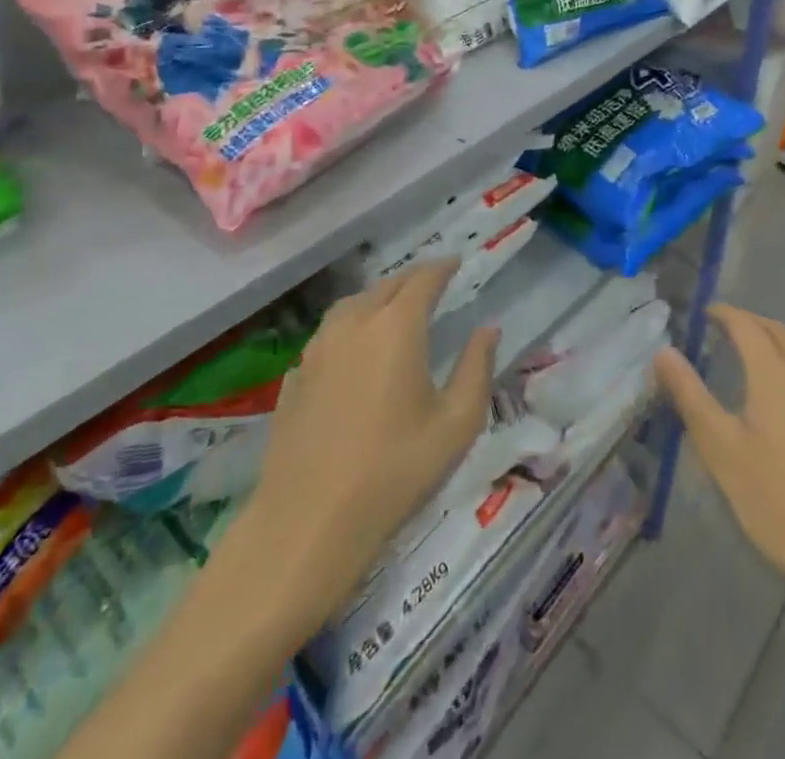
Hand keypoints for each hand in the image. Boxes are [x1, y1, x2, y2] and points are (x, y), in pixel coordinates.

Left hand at [226, 260, 497, 637]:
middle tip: (431, 283)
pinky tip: (354, 350)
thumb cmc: (394, 471)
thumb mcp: (456, 424)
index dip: (442, 267)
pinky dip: (349, 328)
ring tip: (394, 309)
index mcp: (396, 326)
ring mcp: (317, 347)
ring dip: (378, 298)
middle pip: (386, 286)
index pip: (423, 279)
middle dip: (412, 280)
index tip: (456, 262)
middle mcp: (354, 323)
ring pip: (352, 305)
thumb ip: (477, 367)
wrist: (308, 522)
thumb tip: (489, 328)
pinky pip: (328, 335)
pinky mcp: (295, 375)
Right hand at [655, 305, 784, 628]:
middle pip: (783, 334)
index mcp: (777, 375)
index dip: (726, 314)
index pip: (748, 326)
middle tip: (730, 329)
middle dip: (755, 324)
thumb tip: (664, 351)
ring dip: (784, 344)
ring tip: (764, 355)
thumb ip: (690, 395)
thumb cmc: (778, 504)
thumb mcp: (721, 450)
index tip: (707, 314)